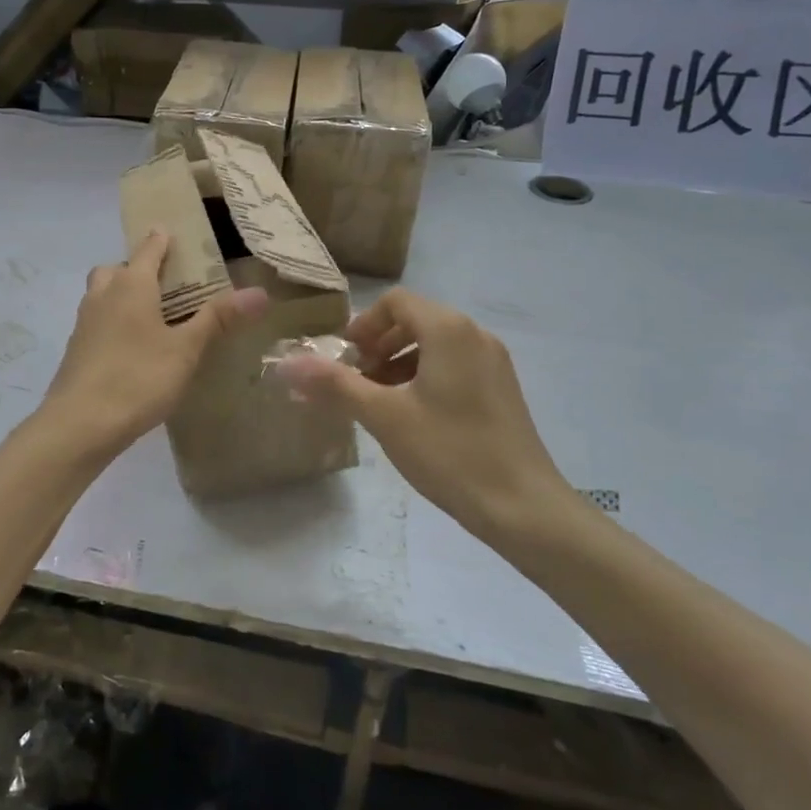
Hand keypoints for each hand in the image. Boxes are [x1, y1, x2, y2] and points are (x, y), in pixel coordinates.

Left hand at [43, 232, 267, 455]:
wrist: (79, 423)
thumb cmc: (138, 378)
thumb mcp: (186, 349)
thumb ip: (218, 319)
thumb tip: (259, 292)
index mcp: (131, 285)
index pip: (148, 249)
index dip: (161, 239)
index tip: (171, 231)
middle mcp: (103, 295)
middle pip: (117, 269)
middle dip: (136, 268)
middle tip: (163, 283)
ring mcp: (84, 322)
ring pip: (102, 294)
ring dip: (120, 294)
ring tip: (150, 315)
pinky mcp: (76, 349)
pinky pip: (96, 321)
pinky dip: (112, 321)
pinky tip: (131, 347)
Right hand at [276, 289, 577, 544]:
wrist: (523, 507)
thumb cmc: (449, 452)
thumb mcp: (384, 416)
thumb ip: (335, 385)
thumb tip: (287, 365)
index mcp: (449, 330)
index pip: (396, 302)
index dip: (363, 325)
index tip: (343, 359)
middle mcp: (475, 335)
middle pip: (415, 321)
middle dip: (378, 345)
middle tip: (356, 381)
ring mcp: (494, 362)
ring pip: (434, 345)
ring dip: (399, 362)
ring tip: (378, 402)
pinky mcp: (502, 389)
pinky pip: (454, 365)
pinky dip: (424, 377)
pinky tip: (412, 416)